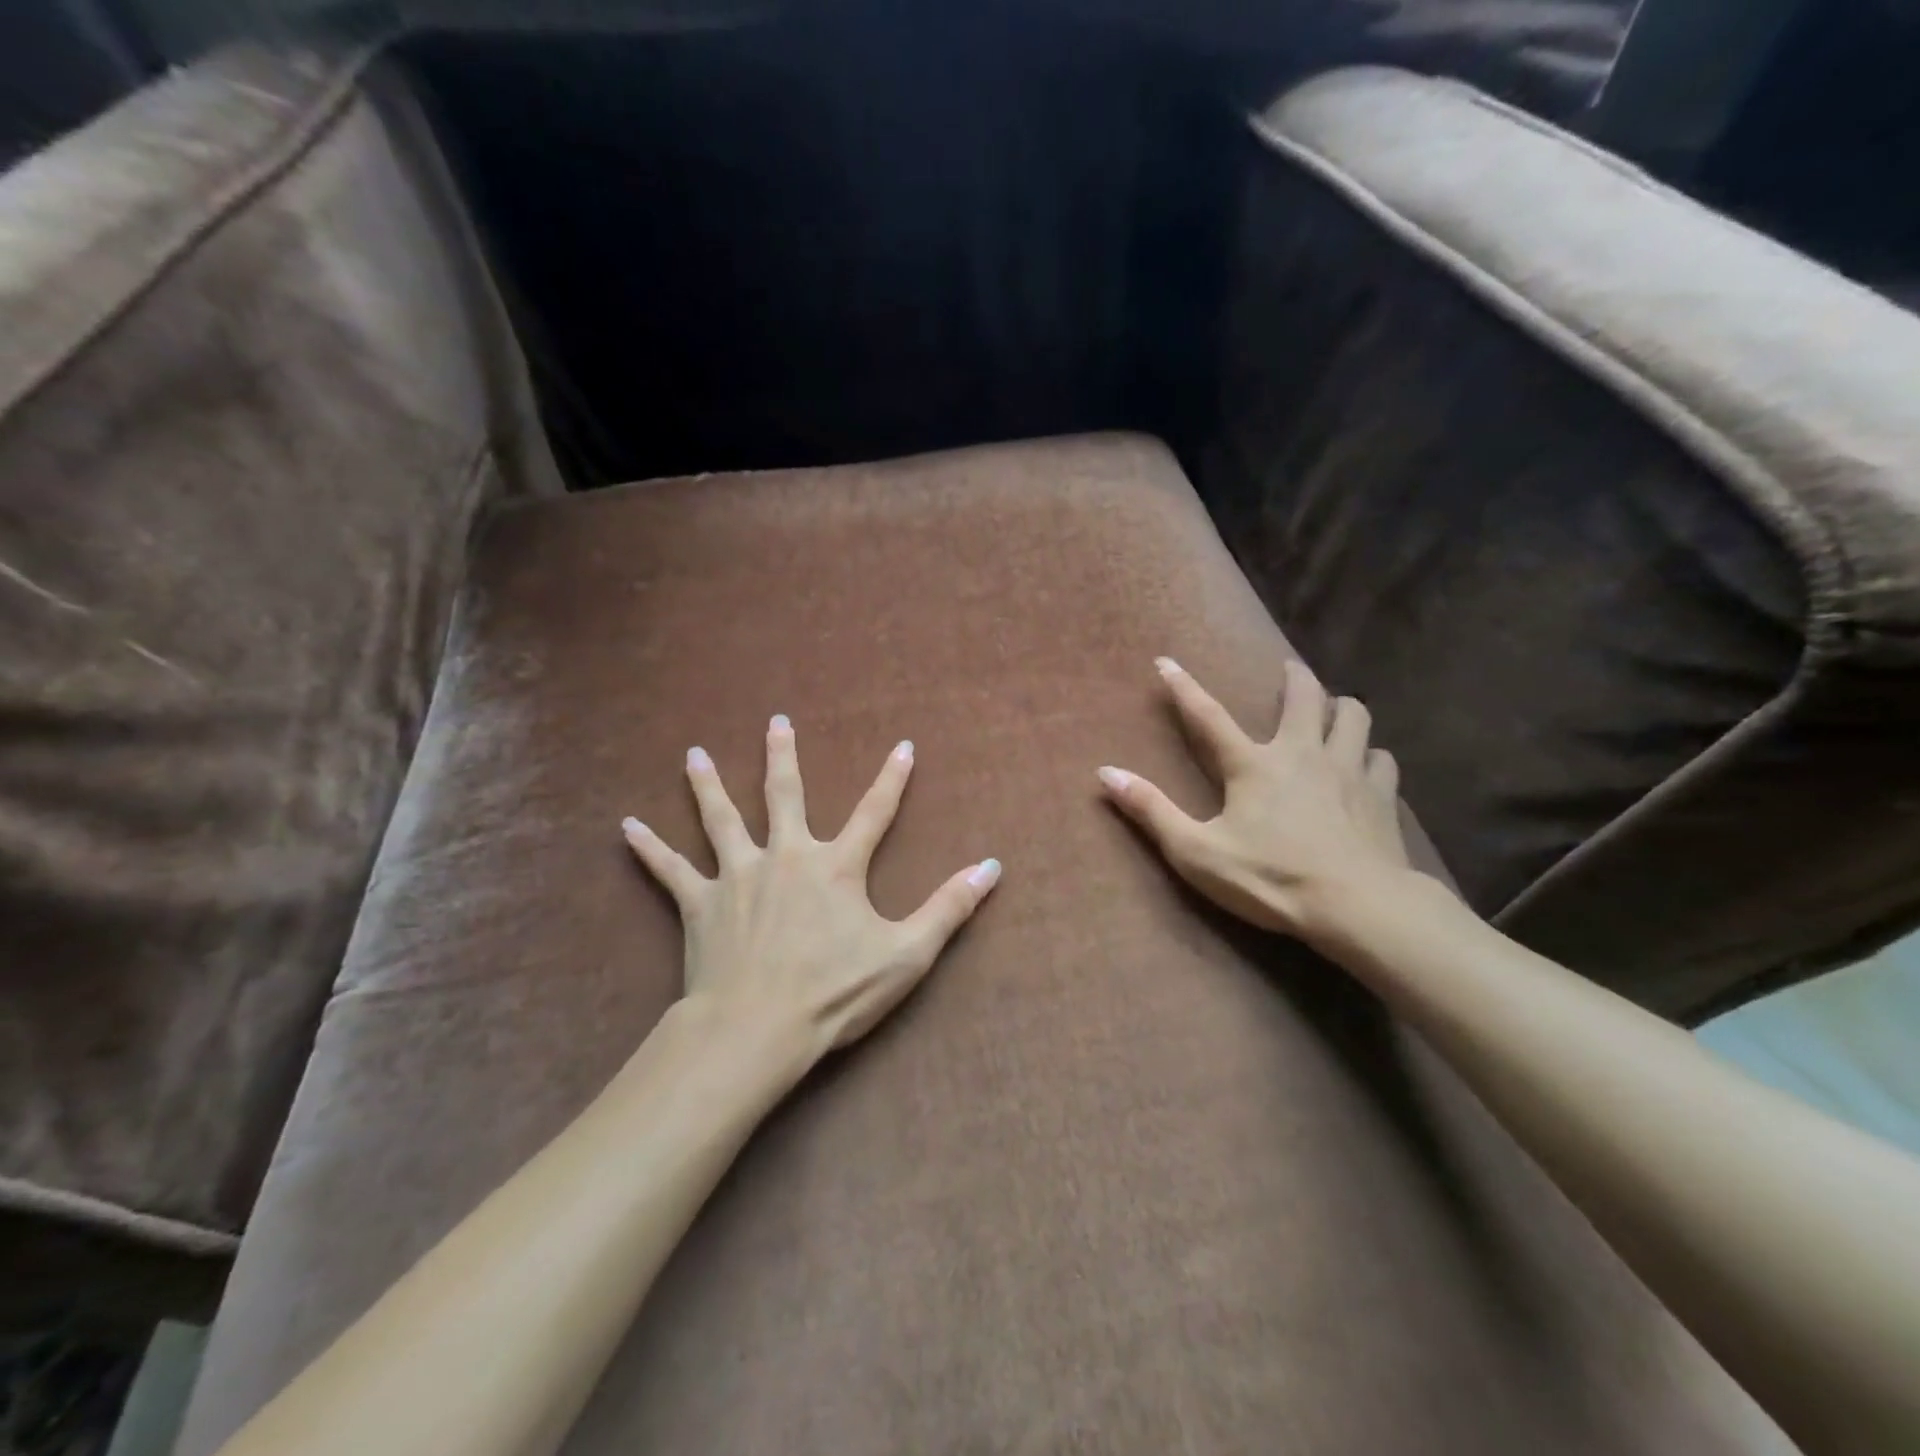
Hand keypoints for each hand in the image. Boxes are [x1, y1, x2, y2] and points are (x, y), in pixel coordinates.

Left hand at [623, 716, 999, 1056]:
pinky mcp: (698, 904)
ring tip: (693, 754)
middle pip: (784, 795)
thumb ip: (950, 907)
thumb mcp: (907, 954)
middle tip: (776, 722)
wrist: (756, 1029)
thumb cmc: (835, 992)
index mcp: (835, 866)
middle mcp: (784, 856)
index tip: (903, 746)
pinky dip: (649, 848)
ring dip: (707, 785)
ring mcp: (737, 876)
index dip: (893, 779)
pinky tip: (626, 826)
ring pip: (720, 819)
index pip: (874, 812)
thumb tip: (992, 867)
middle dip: (782, 757)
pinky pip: (669, 870)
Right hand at [1098, 658, 1410, 946]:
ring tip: (1333, 712)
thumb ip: (1152, 810)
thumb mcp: (1197, 852)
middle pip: (1305, 697)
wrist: (1358, 907)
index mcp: (1253, 765)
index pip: (1208, 716)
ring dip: (1341, 708)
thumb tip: (1106, 773)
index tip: (1166, 662)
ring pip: (1354, 716)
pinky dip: (1370, 755)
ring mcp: (1348, 771)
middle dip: (1294, 677)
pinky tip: (1366, 765)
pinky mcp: (1382, 797)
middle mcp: (1303, 754)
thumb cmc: (1271, 879)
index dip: (1183, 687)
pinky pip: (1381, 759)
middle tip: (1288, 670)